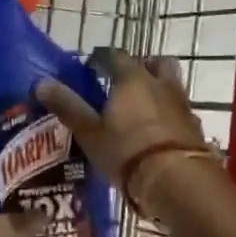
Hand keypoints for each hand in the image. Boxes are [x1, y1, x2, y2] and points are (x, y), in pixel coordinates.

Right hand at [35, 51, 214, 209]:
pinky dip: (168, 111)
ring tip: (142, 106)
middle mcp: (160, 83)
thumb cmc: (127, 153)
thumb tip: (41, 82)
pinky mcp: (194, 125)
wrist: (177, 180)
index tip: (90, 68)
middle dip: (140, 66)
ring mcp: (182, 103)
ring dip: (158, 87)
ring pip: (171, 83)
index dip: (100, 59)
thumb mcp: (90, 133)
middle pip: (154, 62)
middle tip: (123, 81)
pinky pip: (180, 108)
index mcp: (131, 79)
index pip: (114, 55)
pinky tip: (158, 130)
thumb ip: (68, 106)